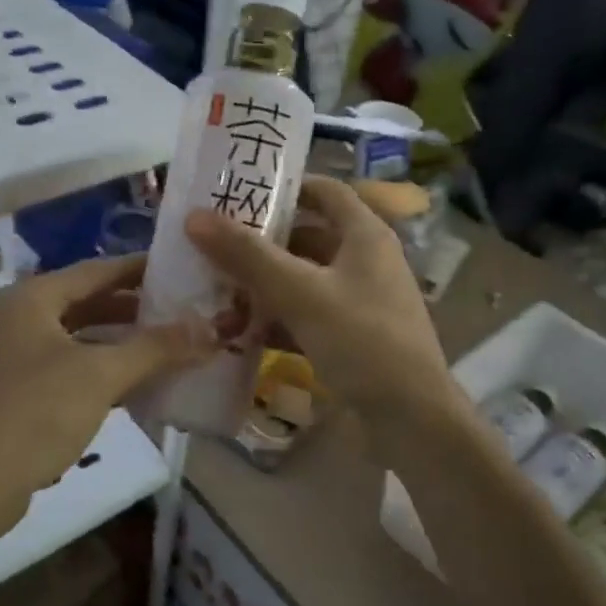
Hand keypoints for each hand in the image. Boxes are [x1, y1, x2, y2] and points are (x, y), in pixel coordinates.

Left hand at [0, 256, 212, 517]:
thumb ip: (156, 348)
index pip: (99, 270)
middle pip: (91, 302)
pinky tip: (145, 385)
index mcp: (34, 298)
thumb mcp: (100, 375)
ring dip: (126, 343)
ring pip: (85, 339)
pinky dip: (108, 372)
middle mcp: (24, 318)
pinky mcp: (24, 393)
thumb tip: (211, 328)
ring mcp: (20, 357)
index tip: (187, 270)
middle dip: (139, 309)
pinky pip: (76, 370)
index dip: (144, 269)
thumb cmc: (33, 414)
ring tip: (176, 345)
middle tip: (189, 311)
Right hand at [185, 176, 453, 435]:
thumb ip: (247, 255)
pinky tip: (241, 332)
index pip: (324, 191)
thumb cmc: (361, 339)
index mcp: (365, 235)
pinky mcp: (352, 336)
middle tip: (214, 246)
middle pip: (308, 237)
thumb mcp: (300, 293)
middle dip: (262, 243)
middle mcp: (366, 260)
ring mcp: (360, 301)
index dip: (284, 187)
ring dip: (264, 285)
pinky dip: (278, 319)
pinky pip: (308, 315)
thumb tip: (194, 217)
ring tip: (217, 290)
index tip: (238, 194)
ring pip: (304, 279)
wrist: (411, 418)